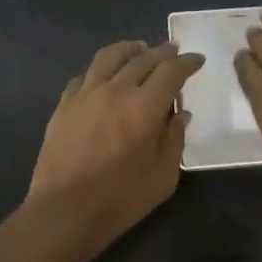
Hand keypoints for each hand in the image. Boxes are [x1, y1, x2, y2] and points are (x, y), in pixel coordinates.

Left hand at [26, 39, 204, 257]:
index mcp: (145, 106)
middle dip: (163, 52)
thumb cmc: (121, 198)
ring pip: (109, 57)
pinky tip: (103, 78)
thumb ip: (174, 139)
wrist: (65, 211)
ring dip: (129, 50)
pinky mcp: (64, 105)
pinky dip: (100, 71)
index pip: (171, 71)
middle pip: (143, 58)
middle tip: (174, 50)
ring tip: (138, 49)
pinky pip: (84, 77)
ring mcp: (85, 94)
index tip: (197, 60)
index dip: (187, 62)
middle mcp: (116, 90)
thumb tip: (180, 114)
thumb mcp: (163, 175)